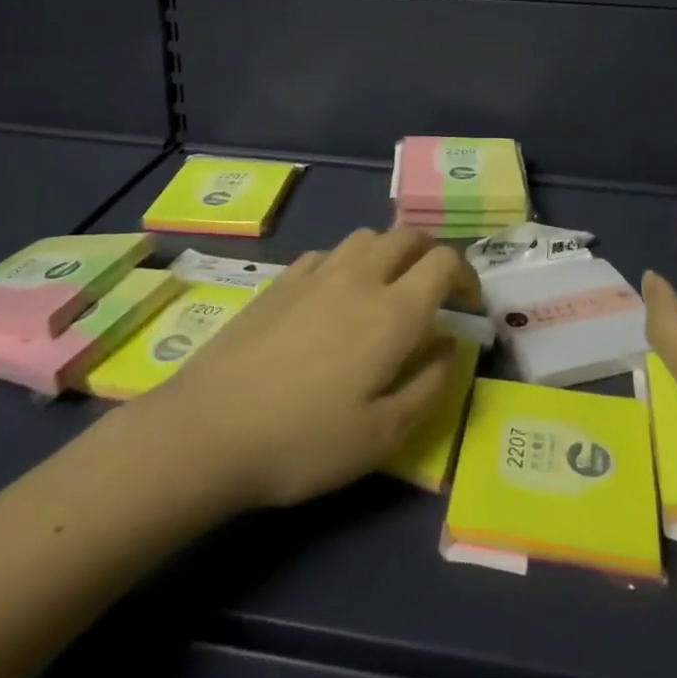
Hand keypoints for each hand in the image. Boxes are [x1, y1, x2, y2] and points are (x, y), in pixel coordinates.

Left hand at [155, 227, 481, 509]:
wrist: (208, 428)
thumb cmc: (304, 441)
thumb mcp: (382, 436)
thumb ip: (429, 386)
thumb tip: (451, 346)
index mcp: (392, 312)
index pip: (444, 262)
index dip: (466, 276)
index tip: (468, 306)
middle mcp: (359, 277)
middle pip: (407, 236)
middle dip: (431, 254)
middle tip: (434, 291)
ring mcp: (315, 272)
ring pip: (366, 237)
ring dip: (389, 252)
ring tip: (386, 289)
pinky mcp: (280, 280)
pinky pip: (328, 253)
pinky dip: (348, 263)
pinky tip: (334, 297)